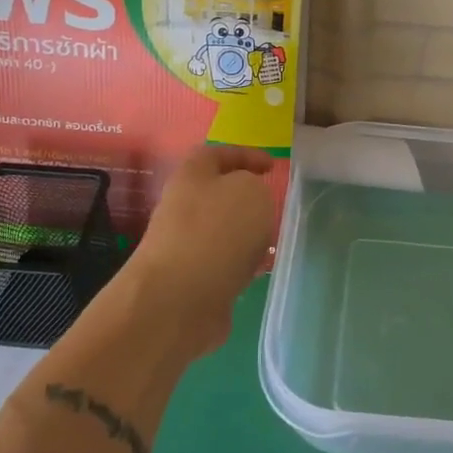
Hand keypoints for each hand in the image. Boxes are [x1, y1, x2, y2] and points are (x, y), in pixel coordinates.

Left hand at [125, 143, 275, 355]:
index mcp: (192, 175)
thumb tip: (247, 202)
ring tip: (272, 241)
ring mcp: (183, 244)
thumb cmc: (217, 232)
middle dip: (247, 198)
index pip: (218, 153)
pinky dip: (240, 263)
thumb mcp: (251, 191)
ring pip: (222, 229)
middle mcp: (182, 206)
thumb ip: (255, 186)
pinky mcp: (190, 278)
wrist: (179, 299)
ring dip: (246, 233)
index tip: (272, 166)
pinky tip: (257, 272)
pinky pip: (222, 262)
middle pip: (218, 193)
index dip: (246, 154)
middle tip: (274, 206)